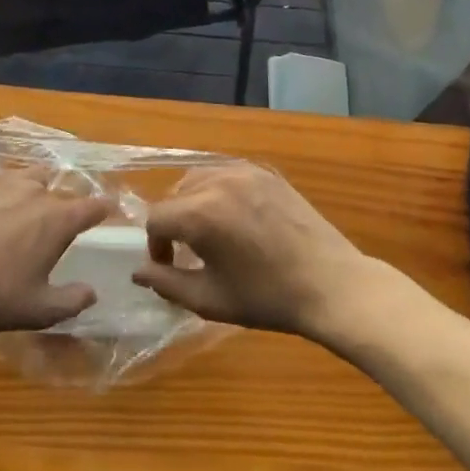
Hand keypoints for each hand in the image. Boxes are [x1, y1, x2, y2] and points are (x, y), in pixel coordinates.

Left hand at [0, 161, 114, 332]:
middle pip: (62, 185)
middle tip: (66, 213)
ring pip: (28, 173)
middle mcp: (34, 191)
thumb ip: (72, 301)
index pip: (93, 205)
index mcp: (57, 219)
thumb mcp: (38, 310)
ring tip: (31, 196)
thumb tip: (92, 292)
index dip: (104, 207)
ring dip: (36, 184)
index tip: (109, 209)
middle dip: (69, 197)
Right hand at [133, 163, 371, 336]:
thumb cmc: (268, 298)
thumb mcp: (210, 299)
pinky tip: (235, 217)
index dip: (155, 246)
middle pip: (174, 194)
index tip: (169, 267)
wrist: (331, 284)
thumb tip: (138, 271)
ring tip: (210, 233)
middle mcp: (218, 180)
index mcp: (200, 213)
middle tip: (188, 253)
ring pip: (199, 178)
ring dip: (193, 203)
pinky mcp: (266, 171)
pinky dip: (219, 191)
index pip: (155, 218)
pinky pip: (227, 173)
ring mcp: (245, 171)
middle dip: (173, 223)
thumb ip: (166, 283)